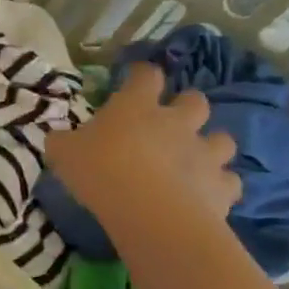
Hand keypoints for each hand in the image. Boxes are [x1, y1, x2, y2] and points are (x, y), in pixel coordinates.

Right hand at [44, 61, 240, 233]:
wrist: (150, 213)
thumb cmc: (101, 171)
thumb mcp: (63, 153)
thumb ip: (63, 141)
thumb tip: (59, 138)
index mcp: (137, 106)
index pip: (146, 75)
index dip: (141, 75)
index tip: (134, 79)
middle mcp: (177, 122)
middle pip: (195, 101)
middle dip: (187, 107)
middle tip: (170, 122)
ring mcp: (205, 153)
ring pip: (223, 139)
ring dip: (211, 146)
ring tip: (195, 160)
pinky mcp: (222, 187)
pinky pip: (229, 181)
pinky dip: (219, 185)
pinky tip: (206, 194)